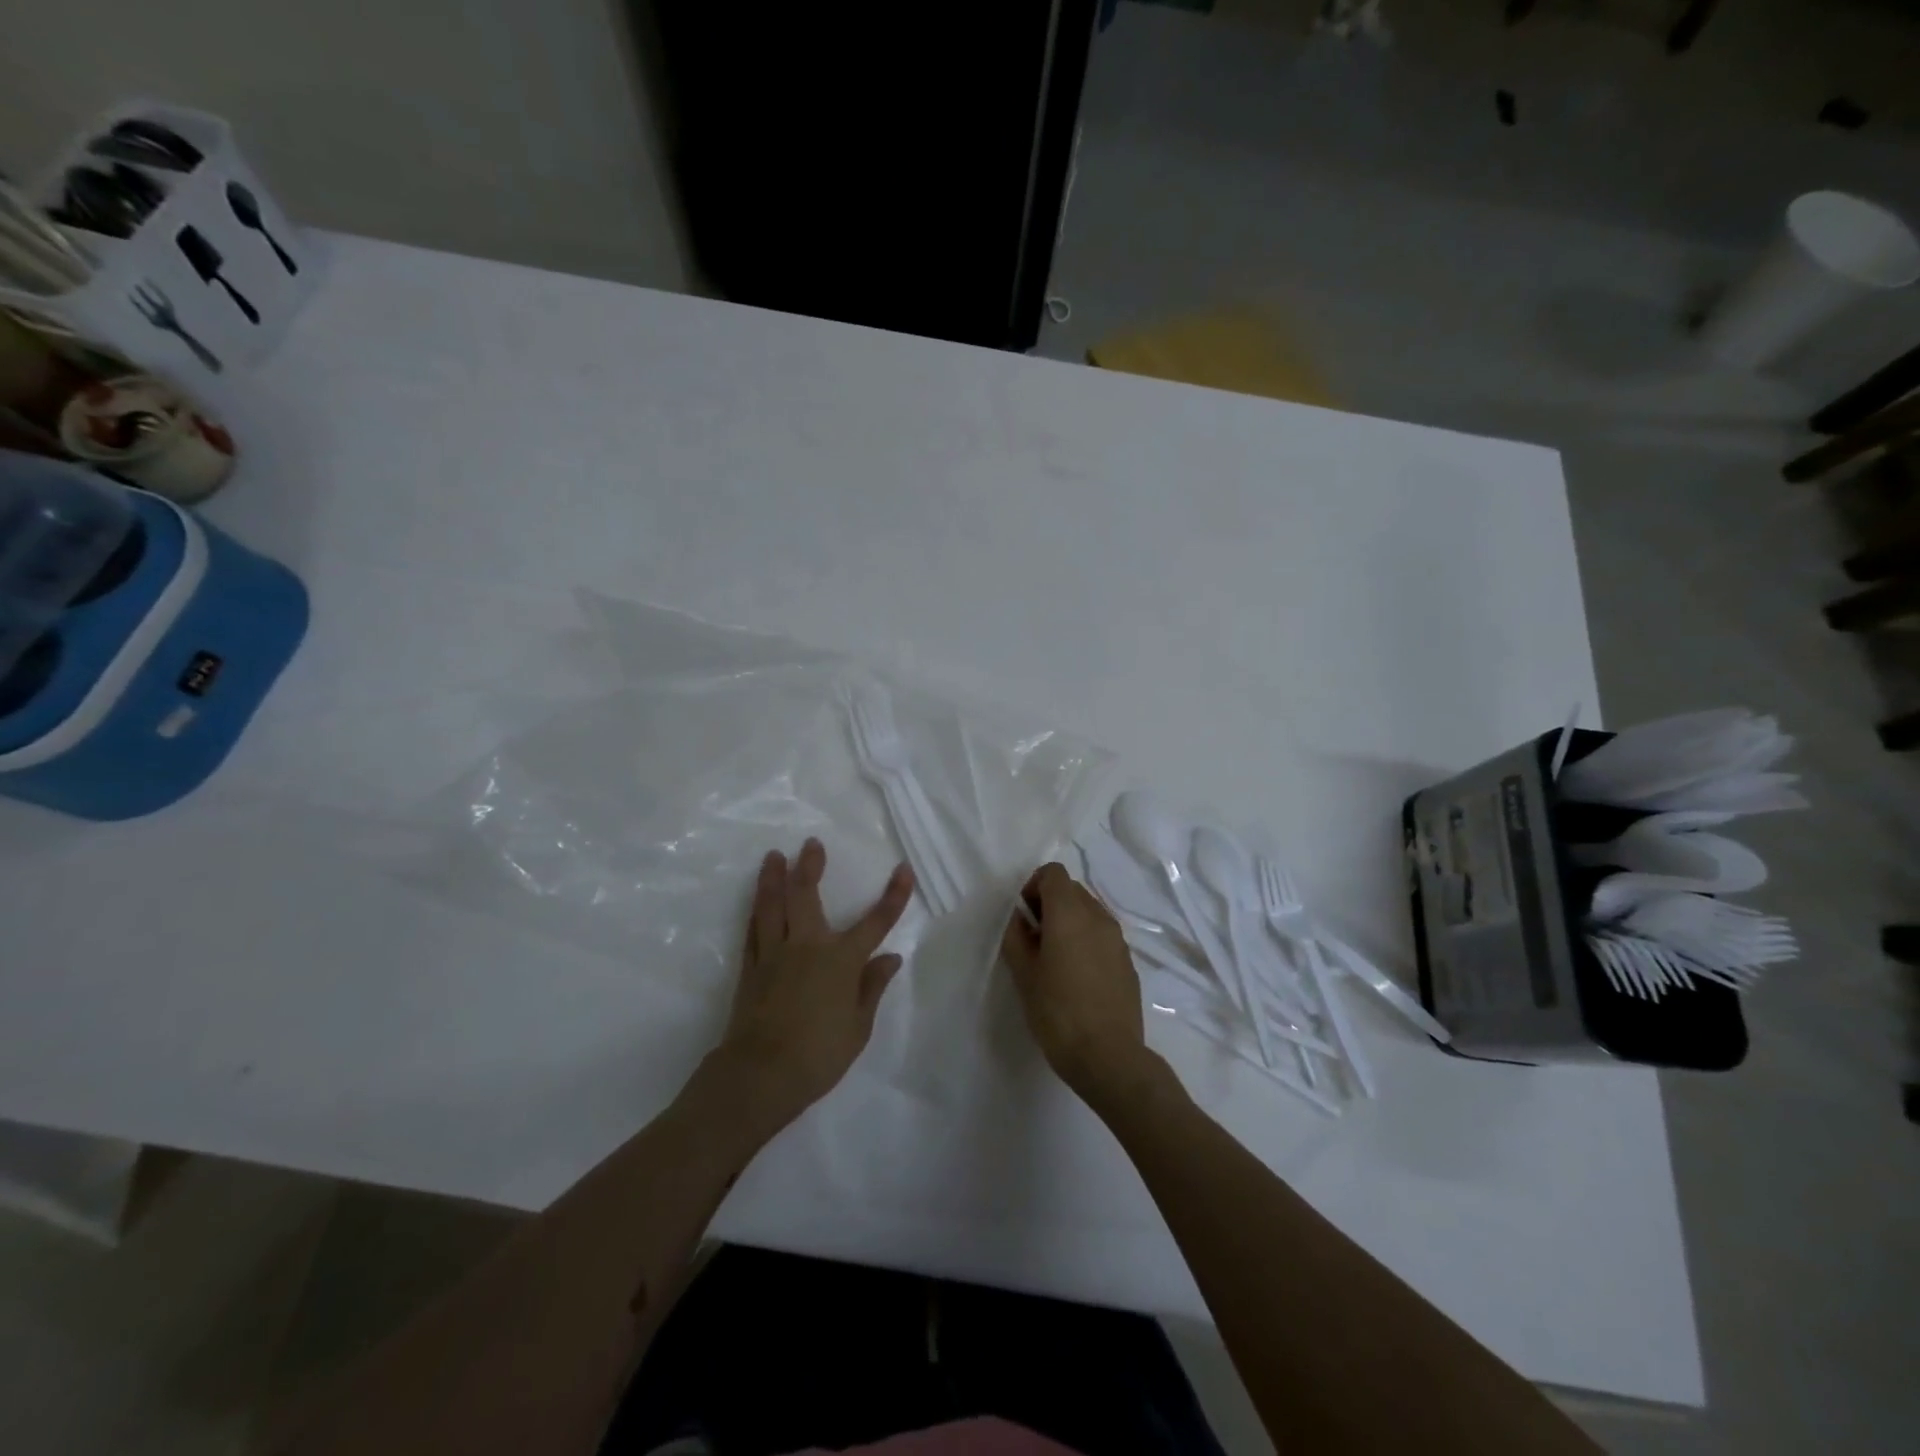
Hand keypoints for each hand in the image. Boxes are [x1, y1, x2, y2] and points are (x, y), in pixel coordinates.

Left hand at [711, 838, 912, 1136]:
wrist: (760, 1075)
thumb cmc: (818, 1055)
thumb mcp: (858, 1027)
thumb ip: (872, 988)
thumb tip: (890, 957)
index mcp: (841, 960)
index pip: (875, 922)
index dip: (893, 896)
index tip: (903, 869)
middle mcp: (807, 946)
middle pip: (807, 896)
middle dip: (810, 866)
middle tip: (810, 843)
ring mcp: (774, 954)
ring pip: (773, 906)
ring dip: (774, 878)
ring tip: (773, 856)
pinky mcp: (751, 968)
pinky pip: (753, 931)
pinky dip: (756, 912)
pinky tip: (756, 901)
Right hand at [1001, 863, 1159, 1106]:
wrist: (1108, 1056)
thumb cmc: (1057, 1012)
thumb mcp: (1024, 974)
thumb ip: (1016, 937)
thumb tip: (1020, 919)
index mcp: (1070, 914)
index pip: (1053, 873)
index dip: (1033, 887)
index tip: (1024, 918)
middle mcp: (1098, 917)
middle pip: (1072, 889)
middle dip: (1050, 904)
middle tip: (1035, 940)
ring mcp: (1118, 939)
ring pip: (1089, 912)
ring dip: (1069, 923)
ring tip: (1055, 960)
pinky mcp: (1128, 961)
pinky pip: (1102, 935)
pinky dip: (1086, 941)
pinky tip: (1077, 977)